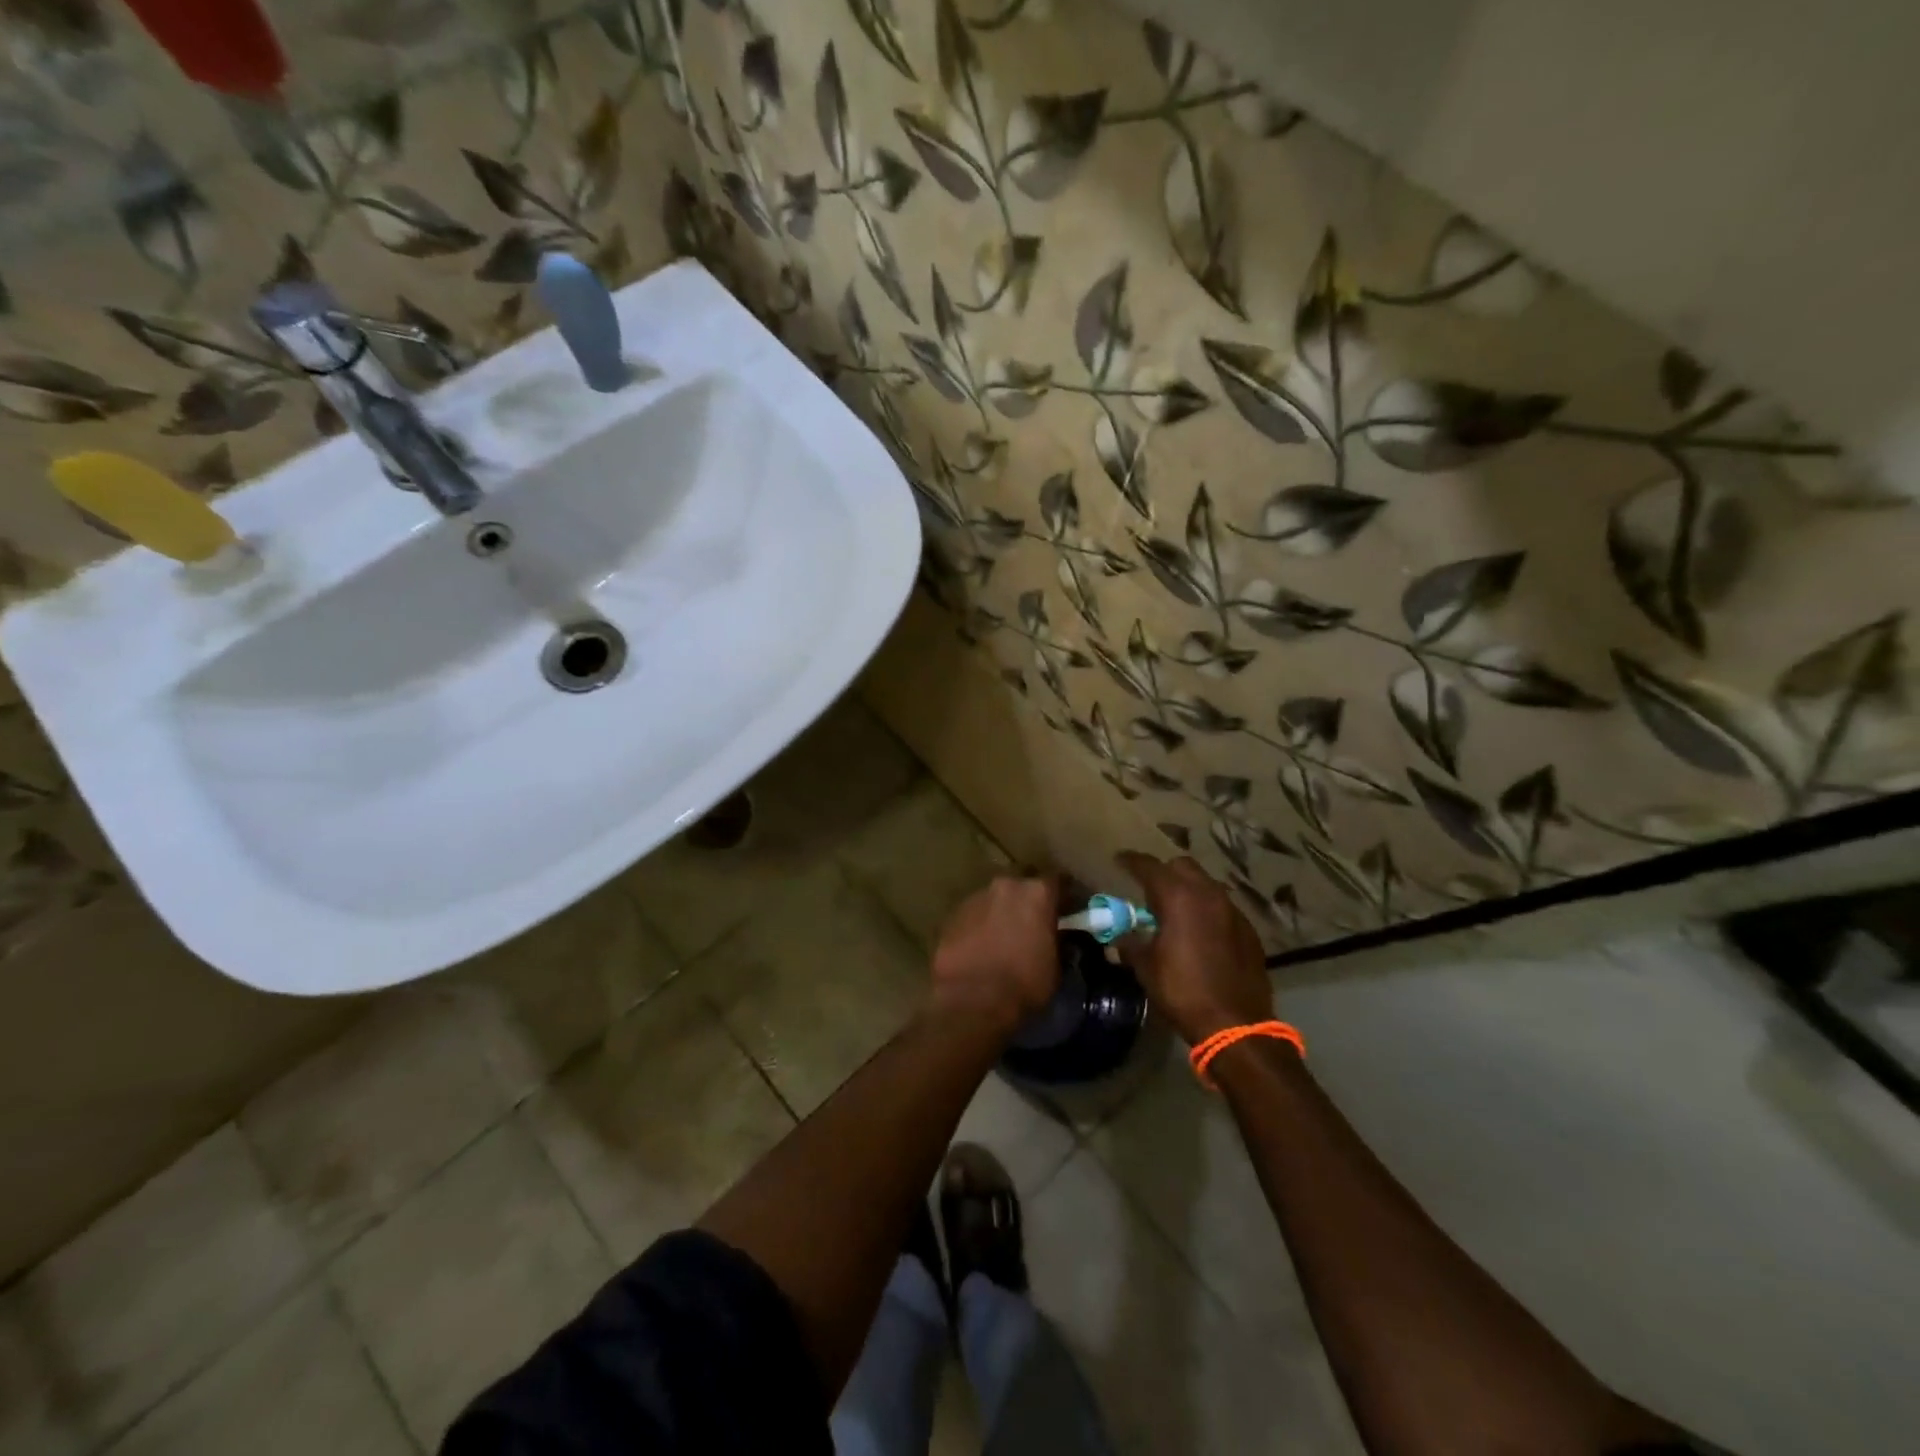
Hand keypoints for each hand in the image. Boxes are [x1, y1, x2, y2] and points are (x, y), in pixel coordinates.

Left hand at [930, 874, 1061, 1032]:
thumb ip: (1058, 943)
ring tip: (1003, 935)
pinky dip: (979, 924)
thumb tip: (1057, 939)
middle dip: (1028, 897)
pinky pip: (973, 915)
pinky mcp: (952, 914)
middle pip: (1022, 883)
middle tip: (1032, 920)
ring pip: (994, 898)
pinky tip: (980, 945)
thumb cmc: (1024, 984)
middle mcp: (1006, 886)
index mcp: (1037, 893)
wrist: (972, 999)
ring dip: (1001, 911)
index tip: (1068, 907)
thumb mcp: (1056, 967)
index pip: (1058, 881)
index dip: (1064, 895)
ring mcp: (976, 897)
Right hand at [1116, 852, 1271, 1043]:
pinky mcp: (1248, 929)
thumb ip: (1129, 944)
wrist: (1235, 1024)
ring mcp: (1232, 910)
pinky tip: (1200, 933)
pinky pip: (1222, 907)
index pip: (1149, 866)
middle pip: (1182, 866)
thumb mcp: (1146, 967)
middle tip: (1149, 890)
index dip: (1131, 861)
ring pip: (1206, 885)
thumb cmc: (1182, 990)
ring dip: (1188, 890)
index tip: (1119, 860)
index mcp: (1178, 896)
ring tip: (1174, 912)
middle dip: (1163, 872)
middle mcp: (1207, 894)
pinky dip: (1207, 911)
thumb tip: (1115, 940)